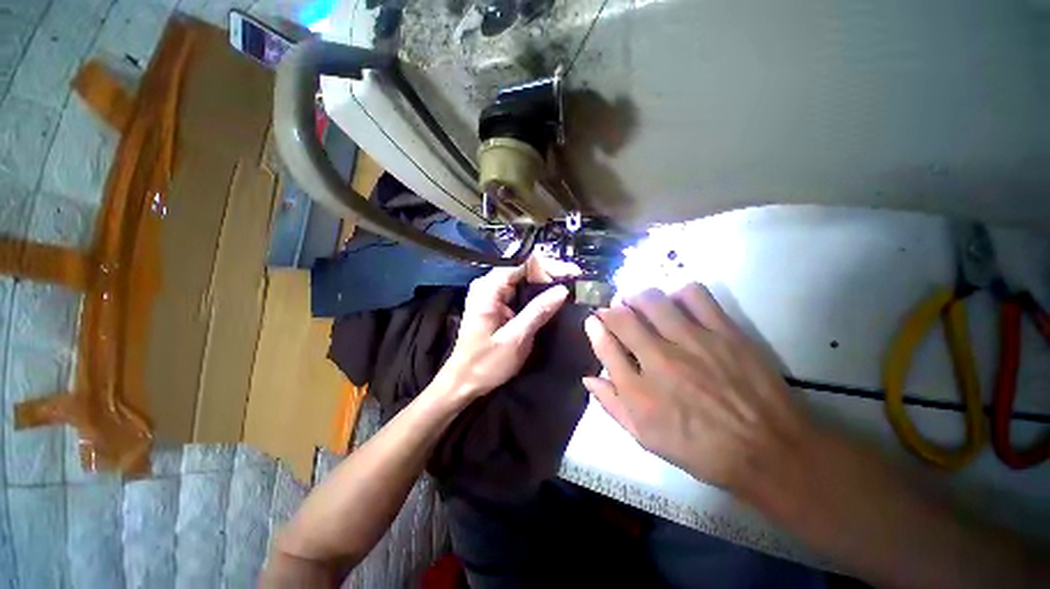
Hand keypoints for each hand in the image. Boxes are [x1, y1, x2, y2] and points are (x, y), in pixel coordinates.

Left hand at [439, 255, 578, 398]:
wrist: (463, 382)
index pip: (523, 263)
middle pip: (523, 269)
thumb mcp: (515, 338)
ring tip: (569, 289)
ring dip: (545, 284)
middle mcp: (488, 285)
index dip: (549, 266)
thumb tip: (562, 290)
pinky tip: (552, 298)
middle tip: (574, 283)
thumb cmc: (485, 364)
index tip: (572, 274)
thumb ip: (538, 312)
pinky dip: (536, 294)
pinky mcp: (496, 304)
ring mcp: (491, 294)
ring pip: (523, 279)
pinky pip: (519, 292)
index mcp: (488, 288)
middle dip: (550, 274)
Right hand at [582, 284, 812, 496]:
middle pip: (623, 317)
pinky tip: (677, 304)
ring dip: (638, 298)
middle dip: (611, 309)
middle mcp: (660, 360)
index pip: (605, 345)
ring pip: (653, 300)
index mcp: (639, 391)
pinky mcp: (724, 331)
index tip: (593, 320)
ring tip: (640, 304)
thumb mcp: (646, 438)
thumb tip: (589, 377)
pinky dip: (678, 293)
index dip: (594, 328)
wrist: (769, 451)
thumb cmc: (700, 450)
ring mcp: (693, 342)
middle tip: (615, 311)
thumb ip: (613, 405)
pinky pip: (694, 295)